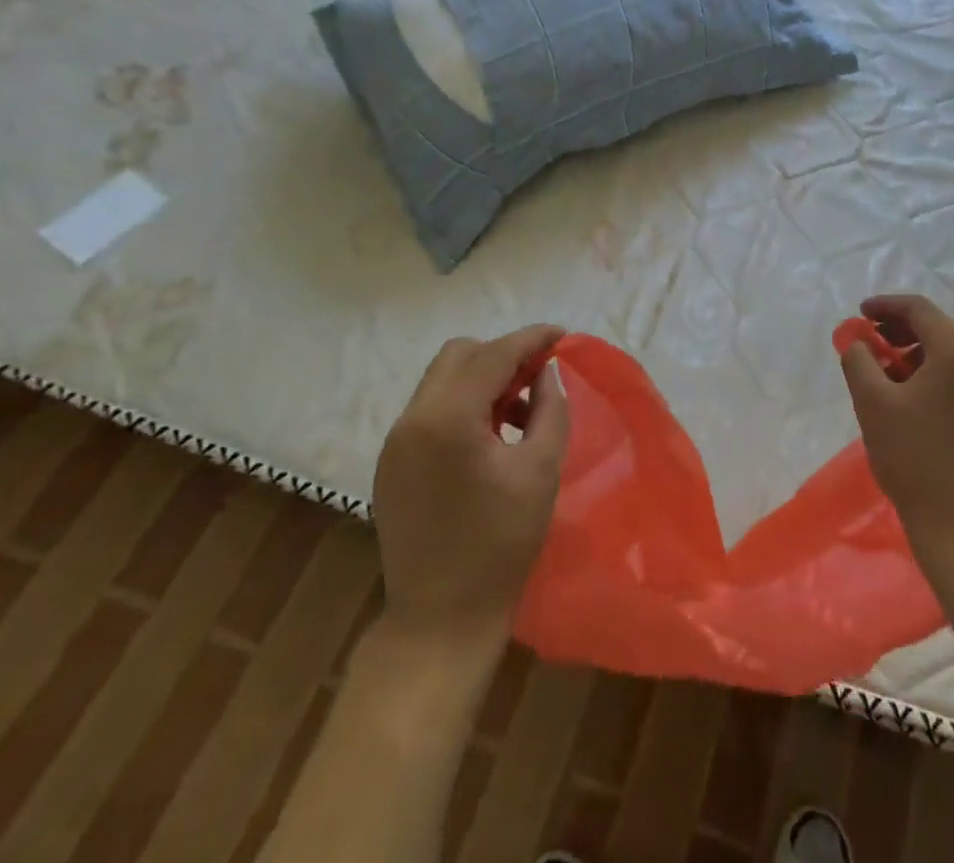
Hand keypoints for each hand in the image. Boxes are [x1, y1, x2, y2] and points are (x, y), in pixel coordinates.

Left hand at [372, 325, 569, 647]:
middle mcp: (412, 420)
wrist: (441, 620)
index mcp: (448, 419)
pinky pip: (430, 410)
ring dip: (482, 379)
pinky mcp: (390, 464)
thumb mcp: (541, 469)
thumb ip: (549, 408)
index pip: (494, 354)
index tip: (563, 335)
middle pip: (459, 355)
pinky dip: (462, 405)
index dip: (532, 338)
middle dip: (503, 354)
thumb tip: (547, 372)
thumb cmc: (501, 543)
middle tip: (539, 376)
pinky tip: (489, 437)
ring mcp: (395, 442)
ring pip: (442, 380)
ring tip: (519, 411)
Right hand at [838, 295, 953, 549]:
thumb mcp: (873, 403)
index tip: (859, 314)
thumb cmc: (914, 457)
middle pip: (936, 327)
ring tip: (883, 372)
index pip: (919, 309)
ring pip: (947, 351)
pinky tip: (908, 395)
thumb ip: (859, 360)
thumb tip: (857, 342)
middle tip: (868, 342)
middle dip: (898, 329)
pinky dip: (931, 371)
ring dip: (913, 351)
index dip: (885, 305)